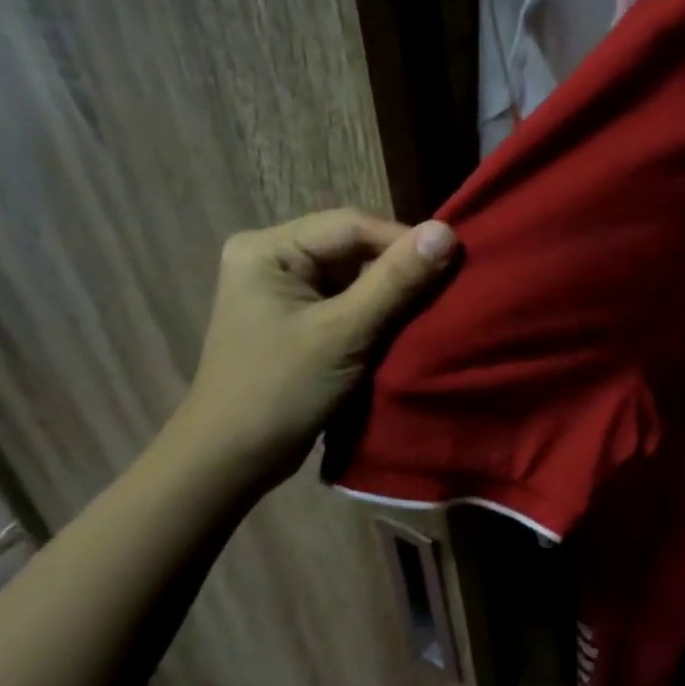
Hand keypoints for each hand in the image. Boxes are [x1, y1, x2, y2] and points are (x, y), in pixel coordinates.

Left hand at [172, 209, 456, 486]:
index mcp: (268, 249)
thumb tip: (447, 231)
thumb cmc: (281, 391)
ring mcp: (282, 289)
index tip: (453, 263)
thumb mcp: (344, 333)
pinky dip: (376, 312)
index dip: (403, 240)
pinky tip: (404, 326)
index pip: (350, 225)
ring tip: (432, 307)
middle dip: (398, 267)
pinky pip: (346, 300)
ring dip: (391, 292)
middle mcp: (271, 257)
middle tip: (447, 287)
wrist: (231, 460)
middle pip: (352, 247)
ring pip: (353, 275)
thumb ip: (396, 281)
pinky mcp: (295, 318)